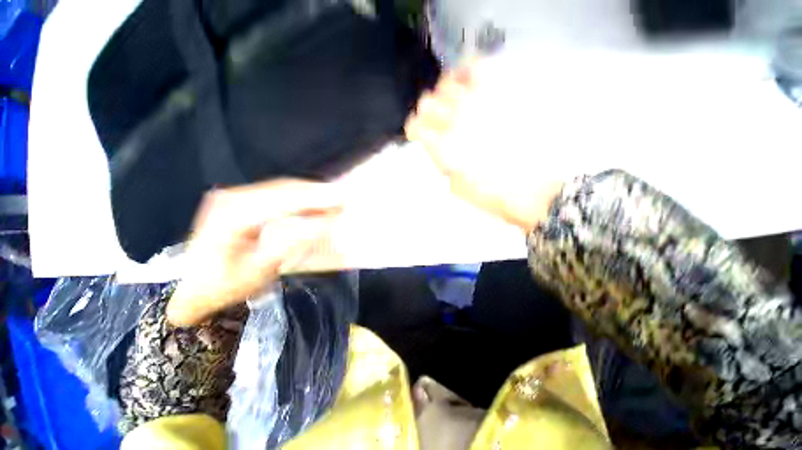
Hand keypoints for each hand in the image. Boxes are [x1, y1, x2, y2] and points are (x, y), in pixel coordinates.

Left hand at [167, 180, 342, 326]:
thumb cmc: (223, 285)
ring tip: (334, 199)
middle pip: (283, 189)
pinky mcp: (243, 200)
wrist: (195, 285)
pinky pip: (279, 193)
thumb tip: (321, 225)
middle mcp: (232, 198)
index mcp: (231, 217)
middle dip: (316, 193)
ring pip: (282, 189)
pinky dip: (301, 197)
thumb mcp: (258, 271)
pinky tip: (315, 202)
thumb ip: (290, 246)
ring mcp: (237, 196)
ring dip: (310, 193)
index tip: (340, 199)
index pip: (280, 201)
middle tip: (343, 198)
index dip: (314, 199)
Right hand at [404, 65, 564, 230]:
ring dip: (443, 93)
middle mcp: (458, 119)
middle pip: (427, 102)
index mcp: (446, 145)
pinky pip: (478, 66)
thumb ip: (444, 165)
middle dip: (426, 113)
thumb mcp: (459, 189)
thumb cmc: (496, 194)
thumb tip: (440, 149)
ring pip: (447, 81)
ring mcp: (480, 102)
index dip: (414, 129)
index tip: (419, 135)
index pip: (416, 125)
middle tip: (436, 122)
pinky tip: (468, 82)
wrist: (540, 186)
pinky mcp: (502, 91)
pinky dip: (466, 70)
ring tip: (451, 101)